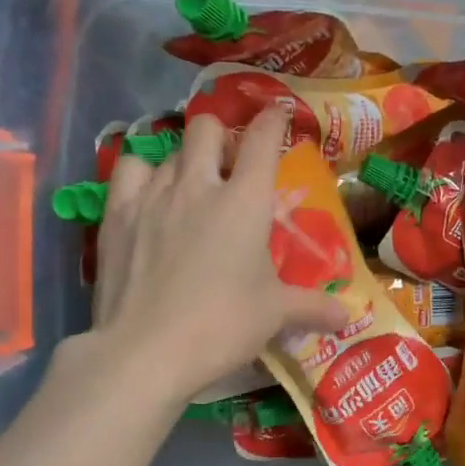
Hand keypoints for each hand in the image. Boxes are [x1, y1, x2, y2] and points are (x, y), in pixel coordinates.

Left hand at [89, 108, 345, 404]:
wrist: (146, 350)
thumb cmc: (222, 325)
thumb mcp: (274, 315)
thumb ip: (312, 307)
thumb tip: (347, 316)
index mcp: (245, 201)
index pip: (262, 139)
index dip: (274, 120)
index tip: (279, 115)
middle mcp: (199, 185)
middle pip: (208, 128)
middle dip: (223, 136)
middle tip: (230, 166)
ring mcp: (153, 195)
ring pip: (170, 149)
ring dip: (186, 160)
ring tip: (191, 187)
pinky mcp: (117, 214)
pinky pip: (130, 168)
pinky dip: (144, 172)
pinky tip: (150, 193)